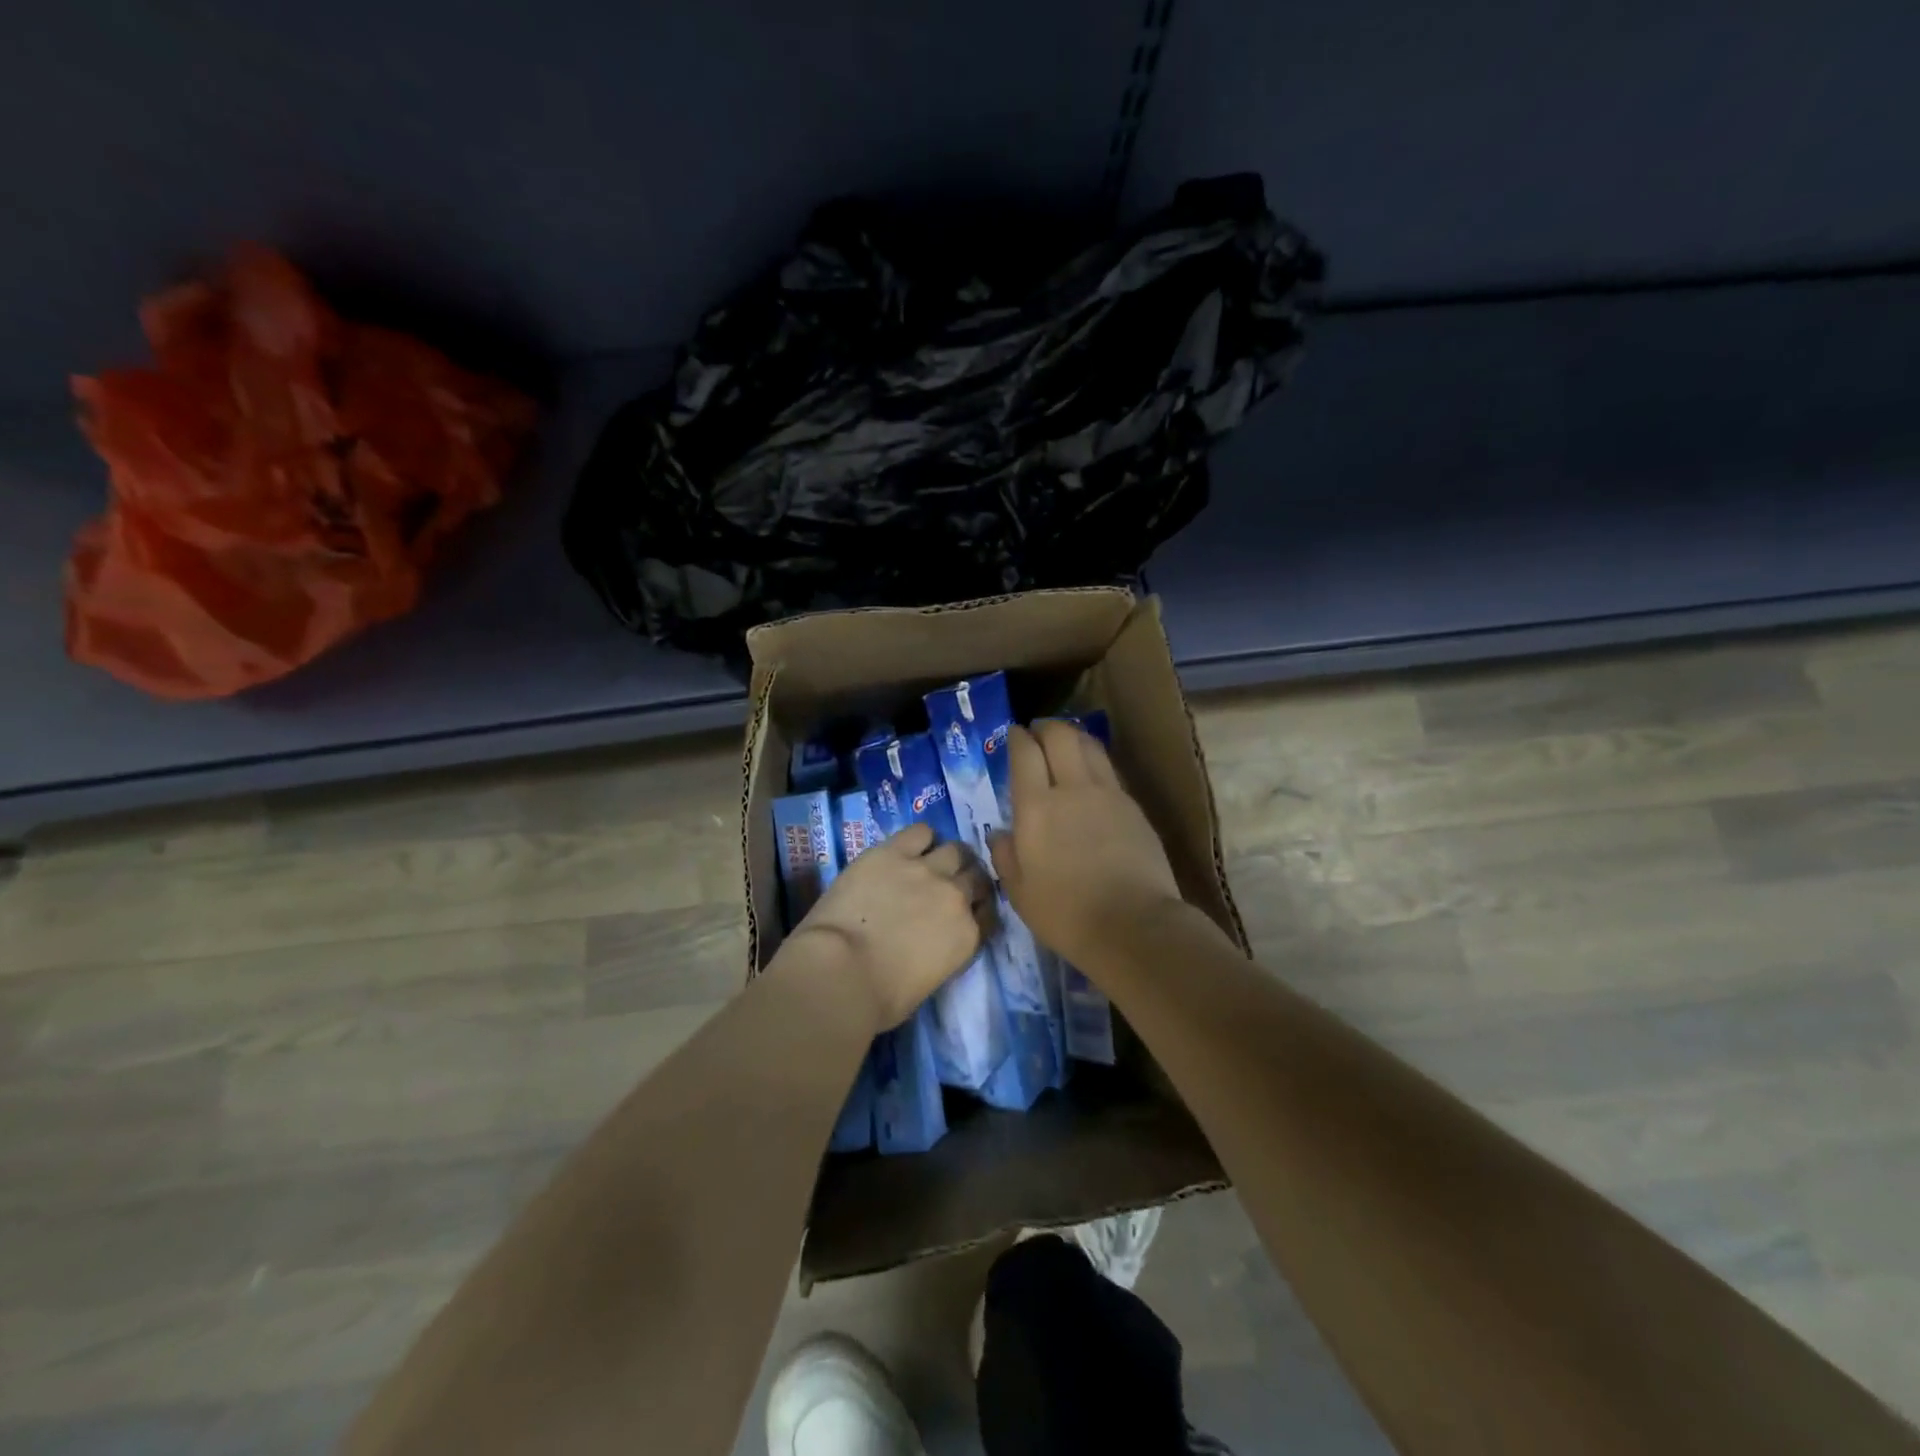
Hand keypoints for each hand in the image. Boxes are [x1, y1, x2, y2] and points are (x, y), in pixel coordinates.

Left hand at [788, 822, 993, 1029]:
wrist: (841, 972)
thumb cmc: (879, 998)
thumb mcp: (927, 984)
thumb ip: (940, 955)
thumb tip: (928, 945)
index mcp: (967, 937)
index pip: (988, 914)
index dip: (978, 909)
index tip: (967, 911)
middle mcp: (955, 897)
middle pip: (976, 876)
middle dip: (968, 879)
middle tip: (950, 884)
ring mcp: (926, 870)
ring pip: (955, 850)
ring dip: (949, 856)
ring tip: (934, 861)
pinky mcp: (893, 852)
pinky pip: (919, 832)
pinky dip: (920, 838)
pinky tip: (908, 846)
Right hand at [990, 721, 1181, 968]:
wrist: (1133, 925)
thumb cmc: (1066, 914)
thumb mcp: (1019, 893)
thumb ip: (1006, 856)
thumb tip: (1001, 834)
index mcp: (1036, 808)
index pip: (1025, 754)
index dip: (1018, 738)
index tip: (1014, 735)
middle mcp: (1072, 789)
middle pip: (1061, 736)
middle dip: (1046, 727)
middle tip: (1038, 732)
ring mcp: (1108, 795)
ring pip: (1090, 746)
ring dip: (1074, 737)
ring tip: (1066, 743)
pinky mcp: (1134, 807)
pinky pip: (1109, 771)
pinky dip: (1095, 762)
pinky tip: (1092, 776)